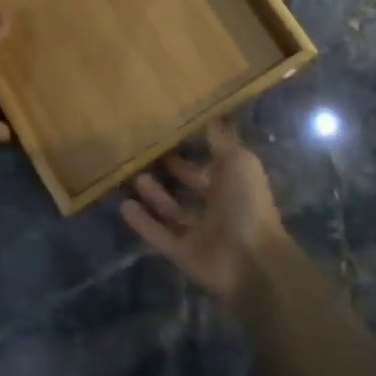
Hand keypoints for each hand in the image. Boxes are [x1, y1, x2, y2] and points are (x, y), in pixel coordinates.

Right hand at [120, 121, 284, 301]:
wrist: (251, 261)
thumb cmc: (247, 204)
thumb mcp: (238, 162)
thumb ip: (222, 140)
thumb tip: (212, 113)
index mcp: (234, 184)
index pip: (211, 163)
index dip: (194, 151)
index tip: (170, 133)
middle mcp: (218, 206)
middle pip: (191, 187)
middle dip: (173, 172)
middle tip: (145, 154)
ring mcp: (200, 232)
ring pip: (173, 211)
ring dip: (154, 196)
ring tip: (132, 177)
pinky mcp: (184, 253)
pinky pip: (160, 235)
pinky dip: (143, 223)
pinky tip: (123, 207)